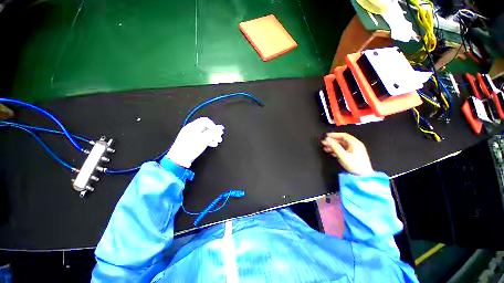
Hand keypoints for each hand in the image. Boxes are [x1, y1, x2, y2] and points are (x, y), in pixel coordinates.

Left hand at [166, 117, 224, 167]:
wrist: (179, 160)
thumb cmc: (190, 148)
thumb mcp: (203, 139)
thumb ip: (213, 132)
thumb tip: (220, 127)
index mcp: (193, 126)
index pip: (206, 121)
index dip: (213, 126)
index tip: (217, 132)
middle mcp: (192, 129)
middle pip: (206, 127)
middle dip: (214, 132)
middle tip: (219, 138)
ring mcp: (192, 135)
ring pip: (205, 133)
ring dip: (213, 137)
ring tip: (217, 142)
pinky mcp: (192, 141)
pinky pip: (202, 138)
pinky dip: (208, 140)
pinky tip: (212, 144)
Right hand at [321, 133, 373, 175]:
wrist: (363, 176)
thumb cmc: (354, 164)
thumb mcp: (343, 155)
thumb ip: (334, 147)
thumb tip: (327, 139)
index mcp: (355, 143)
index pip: (343, 135)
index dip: (334, 135)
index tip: (326, 136)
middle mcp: (355, 145)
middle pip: (342, 140)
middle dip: (332, 141)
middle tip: (324, 142)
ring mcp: (354, 150)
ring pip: (341, 145)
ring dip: (333, 146)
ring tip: (325, 148)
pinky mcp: (352, 155)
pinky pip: (343, 150)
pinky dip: (336, 150)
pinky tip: (330, 153)